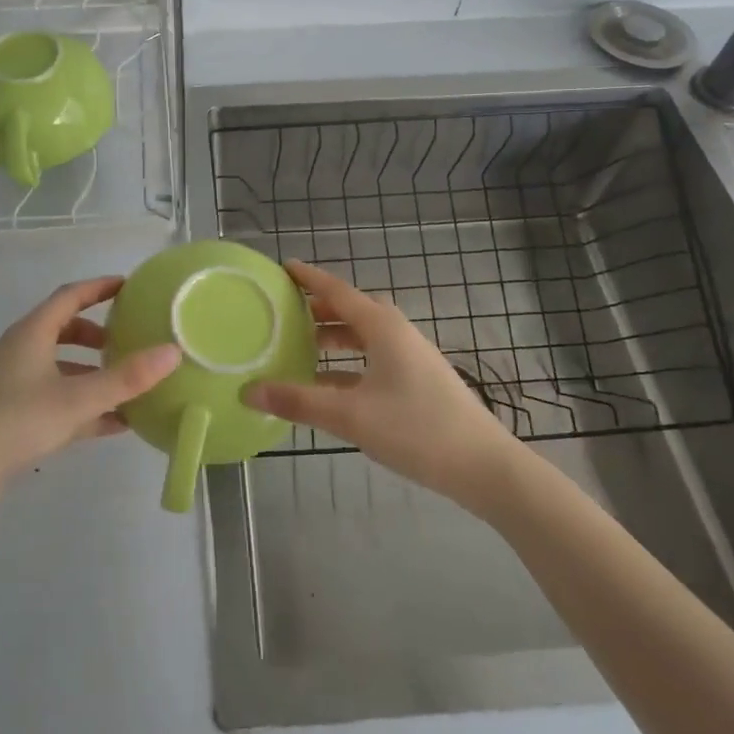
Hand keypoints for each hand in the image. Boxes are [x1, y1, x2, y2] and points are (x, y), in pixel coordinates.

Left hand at [0, 276, 180, 517]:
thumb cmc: (14, 423)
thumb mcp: (76, 399)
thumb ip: (125, 378)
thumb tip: (173, 351)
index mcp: (31, 334)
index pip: (69, 296)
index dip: (100, 287)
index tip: (130, 286)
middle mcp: (21, 352)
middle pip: (64, 330)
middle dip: (99, 333)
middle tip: (131, 340)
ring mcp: (15, 386)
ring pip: (62, 368)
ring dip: (93, 372)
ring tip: (129, 384)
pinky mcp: (14, 417)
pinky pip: (58, 401)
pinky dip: (85, 406)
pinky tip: (114, 424)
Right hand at [245, 259, 514, 504]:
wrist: (484, 467)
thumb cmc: (417, 429)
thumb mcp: (350, 416)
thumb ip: (298, 401)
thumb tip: (248, 391)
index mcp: (383, 328)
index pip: (337, 292)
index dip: (309, 278)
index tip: (283, 267)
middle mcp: (397, 334)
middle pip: (352, 310)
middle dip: (319, 308)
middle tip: (285, 311)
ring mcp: (411, 358)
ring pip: (364, 336)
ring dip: (334, 337)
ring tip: (302, 346)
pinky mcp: (418, 382)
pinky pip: (374, 358)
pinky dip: (348, 363)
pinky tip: (329, 385)